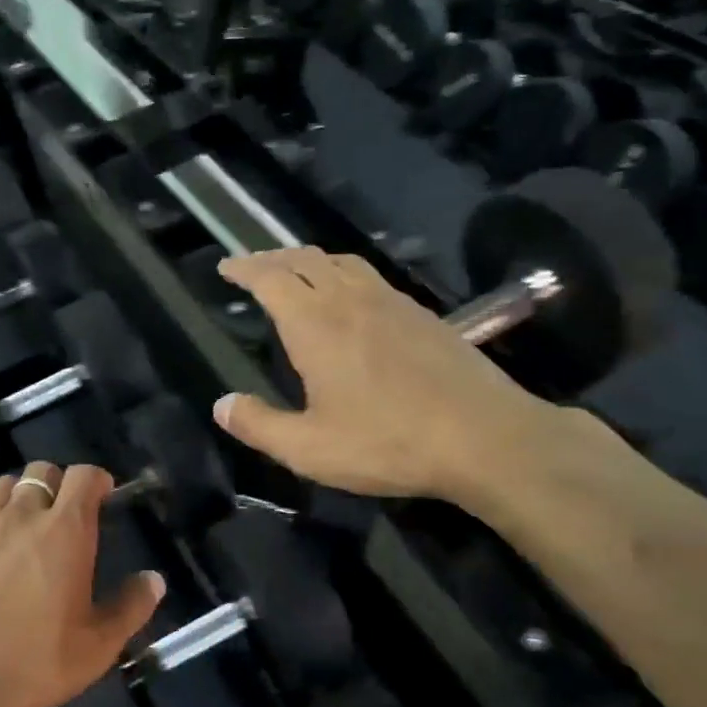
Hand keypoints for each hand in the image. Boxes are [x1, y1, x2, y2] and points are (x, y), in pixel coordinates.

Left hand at [0, 462, 164, 706]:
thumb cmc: (33, 662)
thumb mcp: (97, 647)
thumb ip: (130, 608)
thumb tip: (154, 580)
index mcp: (65, 531)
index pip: (84, 476)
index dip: (96, 480)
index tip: (102, 497)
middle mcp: (22, 515)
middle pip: (41, 471)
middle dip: (57, 483)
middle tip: (62, 517)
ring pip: (3, 486)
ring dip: (19, 497)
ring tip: (22, 528)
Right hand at [211, 247, 560, 503]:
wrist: (484, 437)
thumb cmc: (388, 443)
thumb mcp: (309, 449)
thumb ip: (259, 425)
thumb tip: (222, 405)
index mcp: (316, 325)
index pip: (270, 278)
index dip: (244, 268)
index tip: (226, 267)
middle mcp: (351, 300)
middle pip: (304, 260)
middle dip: (272, 258)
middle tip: (252, 267)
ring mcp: (392, 302)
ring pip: (341, 262)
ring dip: (309, 261)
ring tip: (296, 274)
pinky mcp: (422, 314)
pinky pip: (370, 277)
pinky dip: (343, 274)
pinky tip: (350, 300)